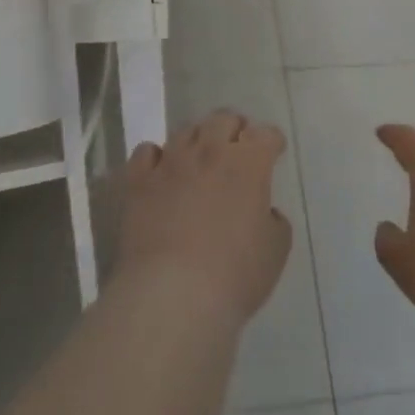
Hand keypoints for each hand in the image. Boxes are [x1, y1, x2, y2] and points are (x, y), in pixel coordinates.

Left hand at [116, 110, 292, 323]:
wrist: (172, 295)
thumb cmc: (234, 275)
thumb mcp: (275, 251)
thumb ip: (274, 221)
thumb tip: (264, 213)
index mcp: (249, 163)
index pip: (266, 135)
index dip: (272, 142)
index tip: (274, 153)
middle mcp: (210, 151)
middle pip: (223, 119)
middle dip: (234, 129)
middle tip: (237, 148)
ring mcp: (171, 162)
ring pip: (185, 131)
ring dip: (197, 140)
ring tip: (198, 159)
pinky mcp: (138, 181)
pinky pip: (146, 152)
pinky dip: (156, 158)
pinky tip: (160, 172)